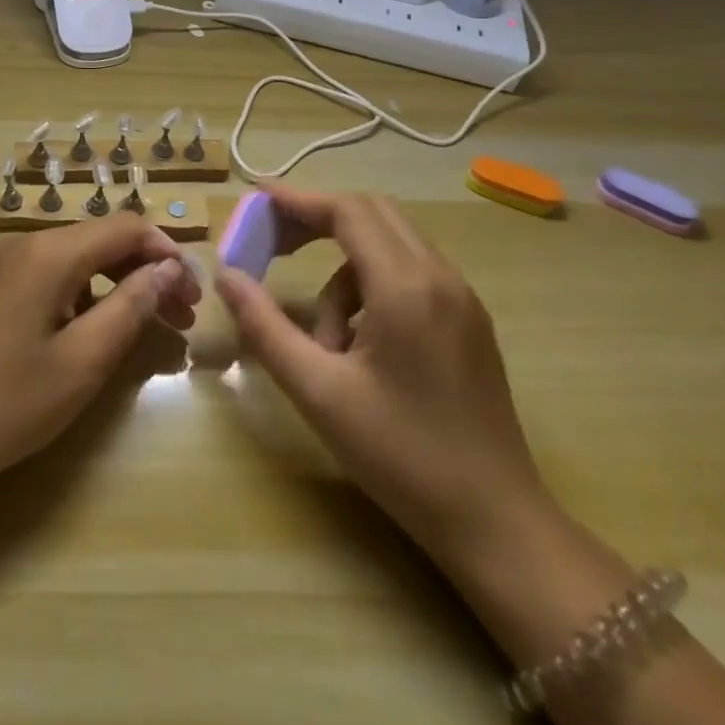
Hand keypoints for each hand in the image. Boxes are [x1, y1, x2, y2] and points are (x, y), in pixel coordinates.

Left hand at [0, 215, 196, 493]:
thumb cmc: (10, 401)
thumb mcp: (83, 360)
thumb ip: (130, 307)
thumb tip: (165, 270)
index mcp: (45, 253)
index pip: (122, 228)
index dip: (164, 253)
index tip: (191, 293)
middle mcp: (16, 245)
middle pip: (93, 242)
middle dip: (139, 272)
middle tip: (177, 317)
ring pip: (64, 259)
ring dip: (106, 285)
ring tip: (132, 329)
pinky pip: (34, 276)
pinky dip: (68, 293)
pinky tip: (76, 332)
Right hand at [213, 184, 546, 564]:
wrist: (497, 524)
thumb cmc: (401, 456)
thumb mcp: (318, 392)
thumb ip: (265, 326)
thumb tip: (226, 276)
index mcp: (406, 288)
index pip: (347, 211)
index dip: (297, 200)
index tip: (255, 202)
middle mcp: (441, 278)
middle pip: (372, 213)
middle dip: (316, 218)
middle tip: (272, 244)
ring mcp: (462, 299)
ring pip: (390, 244)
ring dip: (343, 266)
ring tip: (323, 336)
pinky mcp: (468, 321)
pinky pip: (409, 273)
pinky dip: (370, 285)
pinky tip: (358, 344)